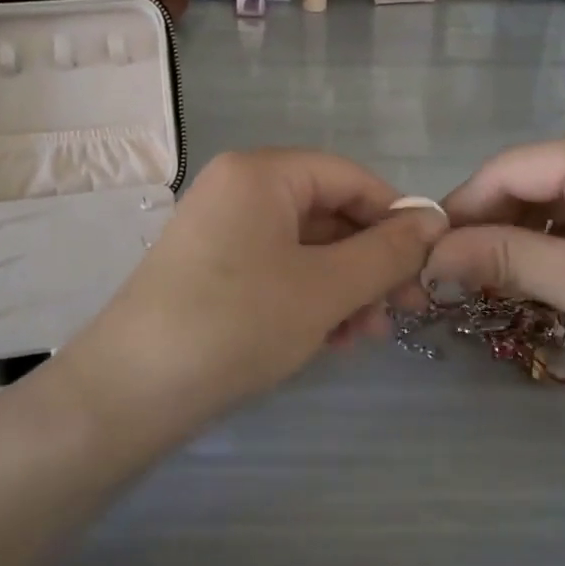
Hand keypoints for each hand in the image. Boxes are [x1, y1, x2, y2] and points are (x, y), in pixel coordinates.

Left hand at [58, 150, 446, 429]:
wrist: (129, 392)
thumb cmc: (237, 323)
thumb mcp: (325, 288)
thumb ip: (386, 252)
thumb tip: (434, 220)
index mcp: (262, 172)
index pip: (350, 177)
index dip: (395, 217)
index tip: (429, 264)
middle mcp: (239, 188)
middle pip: (327, 212)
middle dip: (369, 262)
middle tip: (402, 312)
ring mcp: (220, 229)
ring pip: (304, 247)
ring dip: (344, 287)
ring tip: (364, 336)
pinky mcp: (210, 268)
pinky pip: (275, 270)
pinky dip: (308, 298)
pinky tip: (328, 340)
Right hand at [424, 126, 564, 382]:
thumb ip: (502, 258)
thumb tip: (432, 253)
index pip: (511, 167)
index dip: (464, 206)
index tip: (428, 247)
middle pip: (535, 177)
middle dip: (493, 222)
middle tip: (457, 270)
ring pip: (560, 195)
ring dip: (524, 233)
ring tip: (491, 276)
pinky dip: (560, 237)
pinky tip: (540, 269)